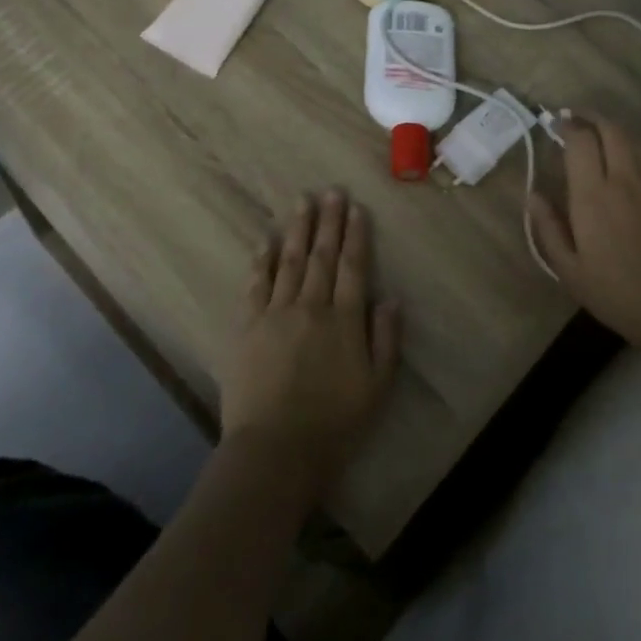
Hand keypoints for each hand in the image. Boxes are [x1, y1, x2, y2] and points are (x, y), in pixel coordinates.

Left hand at [220, 191, 402, 500]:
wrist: (276, 448)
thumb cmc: (334, 423)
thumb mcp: (377, 387)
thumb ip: (386, 339)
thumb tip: (391, 297)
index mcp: (344, 320)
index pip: (353, 267)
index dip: (356, 235)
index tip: (356, 208)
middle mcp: (311, 306)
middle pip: (322, 256)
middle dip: (328, 222)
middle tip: (331, 191)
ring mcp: (276, 313)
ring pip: (289, 261)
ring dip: (297, 229)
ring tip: (302, 201)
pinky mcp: (248, 325)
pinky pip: (256, 284)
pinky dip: (261, 260)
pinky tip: (264, 240)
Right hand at [529, 116, 640, 354]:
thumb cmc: (616, 292)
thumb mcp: (568, 269)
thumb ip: (548, 227)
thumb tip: (534, 196)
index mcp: (593, 195)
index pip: (580, 140)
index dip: (567, 125)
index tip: (555, 123)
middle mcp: (624, 179)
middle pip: (611, 129)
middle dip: (591, 117)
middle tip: (575, 117)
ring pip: (633, 140)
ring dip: (613, 129)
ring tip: (597, 133)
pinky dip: (632, 147)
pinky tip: (625, 159)